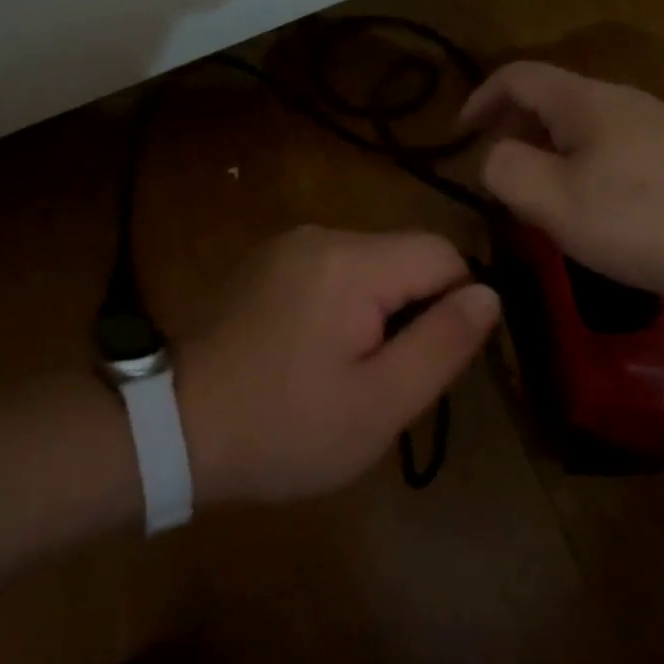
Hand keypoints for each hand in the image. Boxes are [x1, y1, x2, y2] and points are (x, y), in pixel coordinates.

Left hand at [177, 226, 500, 503]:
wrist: (174, 428)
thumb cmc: (285, 428)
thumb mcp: (379, 403)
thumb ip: (442, 343)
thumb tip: (489, 293)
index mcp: (351, 261)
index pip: (442, 254)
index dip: (454, 305)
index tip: (429, 360)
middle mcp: (321, 234)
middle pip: (405, 256)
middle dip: (414, 310)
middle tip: (386, 376)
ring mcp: (288, 244)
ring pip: (371, 263)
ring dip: (379, 309)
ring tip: (348, 370)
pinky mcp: (267, 260)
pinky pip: (333, 269)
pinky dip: (344, 303)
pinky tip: (314, 351)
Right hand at [461, 61, 663, 299]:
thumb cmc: (651, 217)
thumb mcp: (558, 201)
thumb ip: (508, 172)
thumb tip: (492, 156)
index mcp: (580, 101)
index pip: (515, 76)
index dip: (479, 98)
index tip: (458, 134)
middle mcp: (616, 101)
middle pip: (548, 100)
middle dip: (512, 130)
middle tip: (497, 177)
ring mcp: (652, 126)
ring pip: (579, 128)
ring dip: (547, 154)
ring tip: (539, 200)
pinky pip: (609, 150)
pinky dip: (581, 169)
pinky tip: (594, 212)